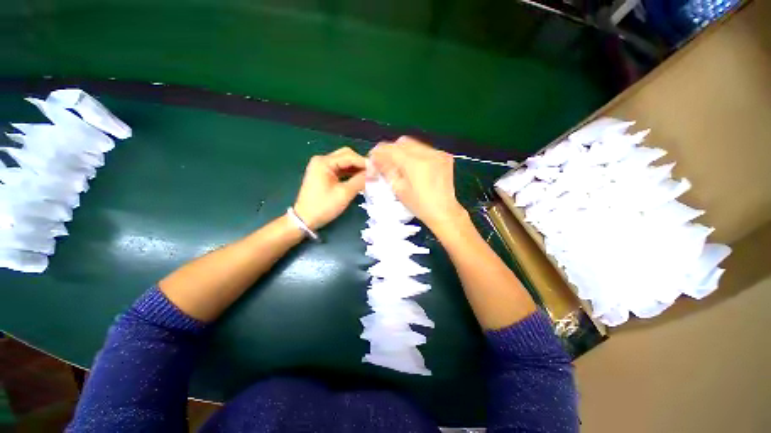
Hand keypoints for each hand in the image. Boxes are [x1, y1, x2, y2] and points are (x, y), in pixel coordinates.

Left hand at [293, 147, 366, 229]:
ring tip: (369, 176)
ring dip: (356, 168)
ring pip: (344, 162)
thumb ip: (360, 181)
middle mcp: (322, 160)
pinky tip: (360, 178)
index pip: (349, 156)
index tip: (378, 169)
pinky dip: (350, 173)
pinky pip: (340, 169)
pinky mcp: (324, 174)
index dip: (364, 162)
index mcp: (324, 162)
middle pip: (346, 155)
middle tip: (373, 172)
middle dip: (360, 163)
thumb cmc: (323, 206)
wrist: (305, 219)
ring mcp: (322, 167)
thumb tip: (373, 173)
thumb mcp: (344, 194)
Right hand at [369, 136, 467, 231]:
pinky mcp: (444, 157)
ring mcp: (437, 154)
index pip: (391, 149)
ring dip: (404, 151)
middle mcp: (427, 154)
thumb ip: (387, 170)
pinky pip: (425, 149)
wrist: (443, 211)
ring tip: (401, 165)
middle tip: (386, 162)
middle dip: (391, 150)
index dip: (379, 152)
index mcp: (414, 163)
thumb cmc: (419, 205)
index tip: (373, 157)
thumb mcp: (399, 189)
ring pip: (414, 144)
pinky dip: (416, 154)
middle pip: (402, 142)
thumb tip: (376, 159)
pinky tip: (415, 167)